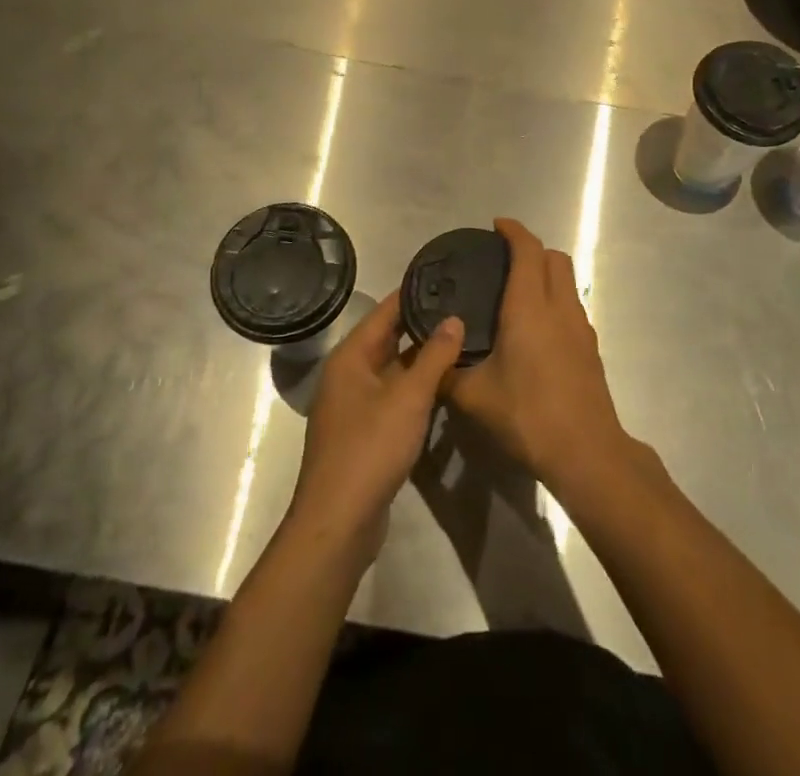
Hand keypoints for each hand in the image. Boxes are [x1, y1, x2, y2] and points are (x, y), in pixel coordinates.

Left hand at [288, 290, 462, 566]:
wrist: (338, 522)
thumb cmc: (370, 448)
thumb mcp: (409, 398)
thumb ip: (434, 356)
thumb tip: (454, 318)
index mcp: (351, 357)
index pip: (385, 311)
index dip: (413, 293)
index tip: (445, 276)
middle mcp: (348, 375)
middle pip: (388, 339)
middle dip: (422, 324)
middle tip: (461, 307)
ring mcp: (354, 406)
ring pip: (393, 369)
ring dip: (421, 358)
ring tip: (461, 339)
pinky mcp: (364, 433)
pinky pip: (393, 396)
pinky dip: (416, 387)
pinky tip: (445, 385)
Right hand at [441, 218, 631, 492]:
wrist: (587, 452)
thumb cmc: (528, 415)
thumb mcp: (475, 398)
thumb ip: (448, 374)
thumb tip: (430, 361)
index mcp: (529, 307)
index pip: (528, 250)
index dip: (513, 231)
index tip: (496, 226)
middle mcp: (559, 307)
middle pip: (554, 257)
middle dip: (532, 248)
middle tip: (503, 260)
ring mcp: (580, 327)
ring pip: (567, 281)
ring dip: (546, 273)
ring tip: (516, 291)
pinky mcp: (590, 348)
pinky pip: (571, 306)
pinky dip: (554, 299)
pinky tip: (535, 328)